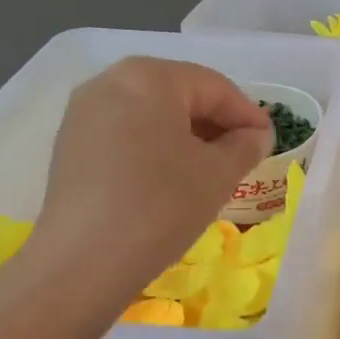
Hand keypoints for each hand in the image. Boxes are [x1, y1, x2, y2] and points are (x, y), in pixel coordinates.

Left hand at [26, 57, 272, 295]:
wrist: (83, 262)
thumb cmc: (161, 205)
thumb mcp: (218, 174)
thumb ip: (245, 146)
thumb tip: (255, 135)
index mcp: (150, 76)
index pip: (214, 87)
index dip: (247, 113)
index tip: (269, 139)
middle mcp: (111, 81)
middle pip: (179, 94)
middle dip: (215, 123)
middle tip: (243, 153)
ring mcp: (84, 113)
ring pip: (151, 114)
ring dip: (185, 136)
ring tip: (210, 168)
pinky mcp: (70, 144)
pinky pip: (125, 133)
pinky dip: (154, 147)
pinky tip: (170, 178)